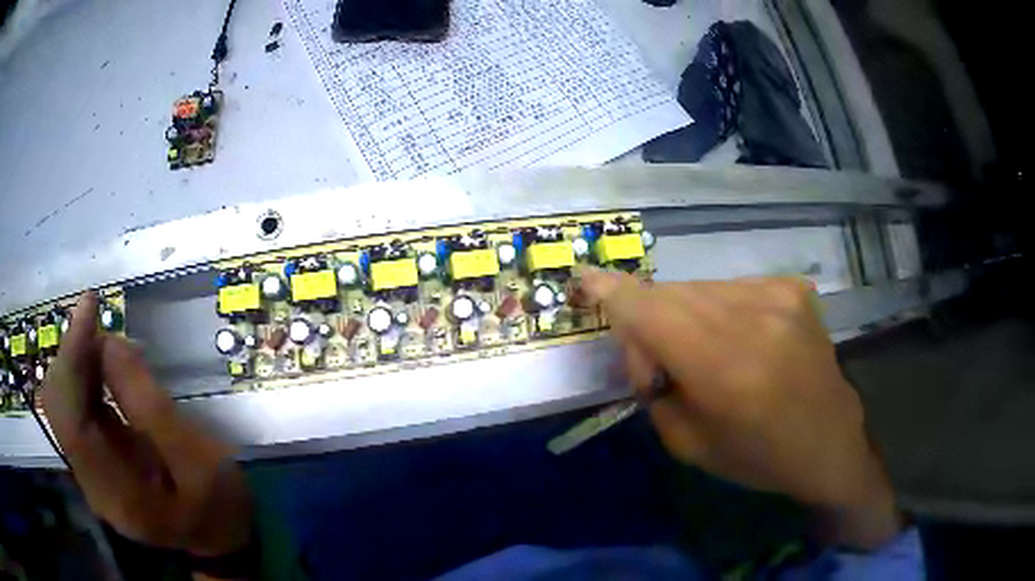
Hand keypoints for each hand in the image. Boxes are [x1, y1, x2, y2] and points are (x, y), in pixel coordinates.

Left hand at [41, 293, 252, 558]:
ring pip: (62, 404)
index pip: (69, 418)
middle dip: (73, 356)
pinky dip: (85, 378)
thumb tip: (110, 342)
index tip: (91, 306)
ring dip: (78, 363)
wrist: (218, 537)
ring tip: (107, 341)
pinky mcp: (95, 461)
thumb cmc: (217, 504)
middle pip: (57, 407)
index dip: (72, 358)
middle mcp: (91, 484)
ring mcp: (90, 473)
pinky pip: (75, 409)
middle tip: (102, 322)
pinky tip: (105, 366)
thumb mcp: (197, 459)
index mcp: (115, 495)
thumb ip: (151, 406)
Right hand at [577, 268, 901, 549]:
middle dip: (649, 320)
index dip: (611, 292)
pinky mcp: (793, 288)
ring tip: (704, 352)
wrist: (829, 441)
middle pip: (671, 295)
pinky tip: (739, 340)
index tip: (583, 280)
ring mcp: (778, 297)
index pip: (651, 311)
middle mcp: (753, 320)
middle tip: (656, 360)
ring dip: (685, 315)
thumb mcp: (688, 444)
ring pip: (700, 288)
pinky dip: (720, 310)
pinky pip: (731, 289)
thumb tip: (641, 343)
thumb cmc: (758, 457)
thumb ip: (654, 388)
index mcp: (725, 370)